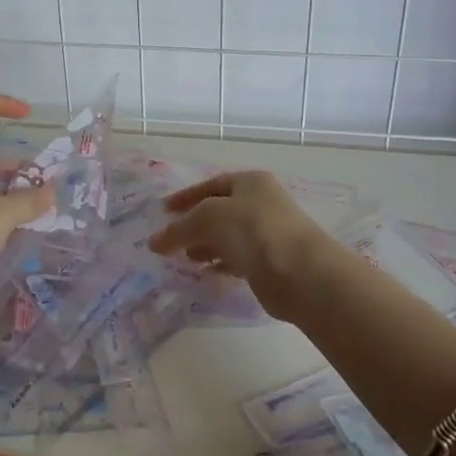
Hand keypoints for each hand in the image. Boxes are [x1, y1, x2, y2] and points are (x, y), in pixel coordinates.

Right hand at [148, 171, 329, 322]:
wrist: (301, 272)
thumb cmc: (253, 229)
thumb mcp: (207, 218)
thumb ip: (178, 228)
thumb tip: (153, 242)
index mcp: (250, 182)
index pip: (211, 185)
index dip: (186, 197)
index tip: (163, 211)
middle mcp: (261, 204)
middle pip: (220, 211)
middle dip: (194, 224)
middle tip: (170, 239)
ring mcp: (268, 234)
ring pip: (228, 237)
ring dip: (205, 245)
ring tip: (183, 258)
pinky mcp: (270, 263)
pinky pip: (238, 259)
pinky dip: (220, 263)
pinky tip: (205, 272)